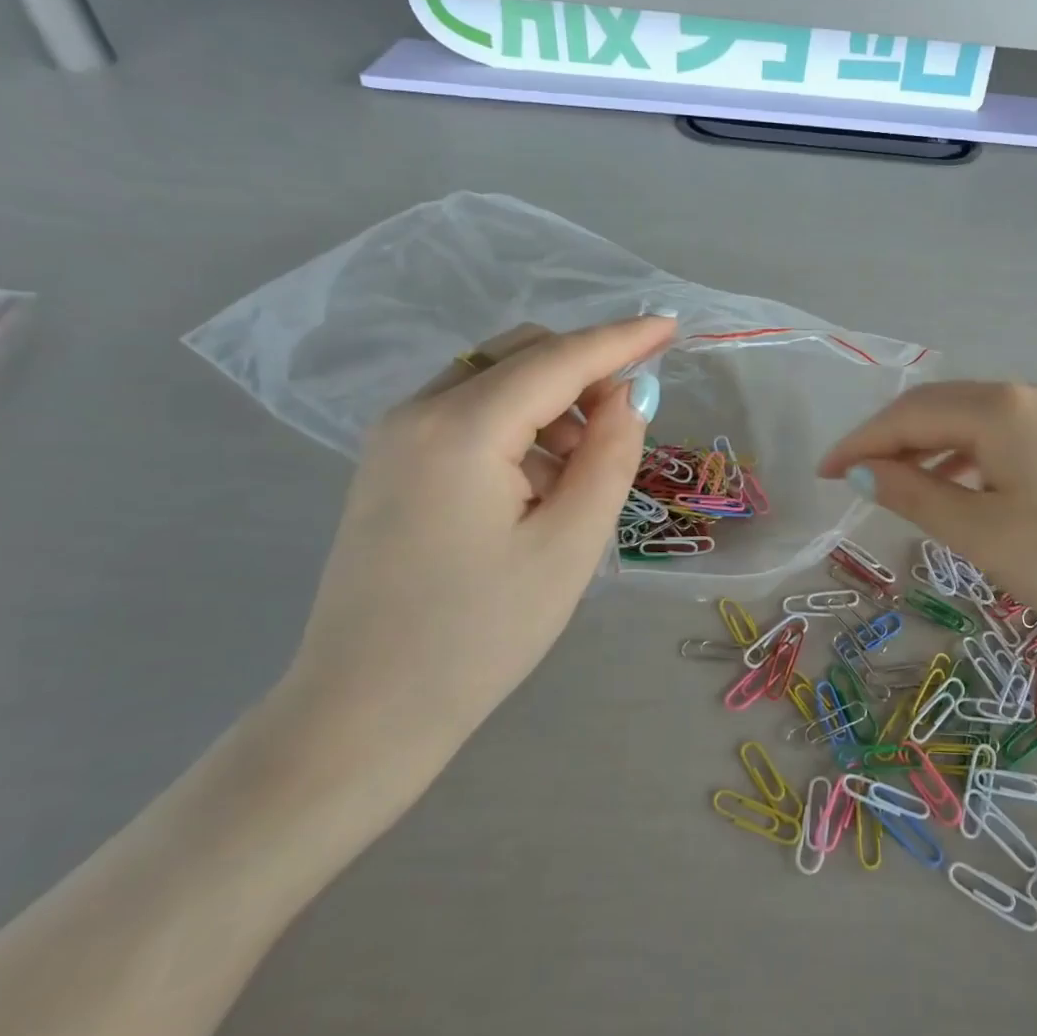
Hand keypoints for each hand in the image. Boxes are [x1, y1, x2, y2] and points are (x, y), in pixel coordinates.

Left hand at [278, 316, 671, 776]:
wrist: (366, 710)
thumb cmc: (480, 634)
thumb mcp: (569, 546)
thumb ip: (609, 457)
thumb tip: (628, 396)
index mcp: (461, 429)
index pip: (557, 359)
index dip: (620, 339)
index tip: (670, 325)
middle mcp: (416, 412)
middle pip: (519, 354)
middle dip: (583, 372)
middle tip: (625, 425)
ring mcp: (393, 437)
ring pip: (493, 380)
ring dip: (551, 403)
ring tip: (579, 474)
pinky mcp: (389, 464)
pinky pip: (467, 413)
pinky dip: (516, 426)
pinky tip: (534, 487)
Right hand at [819, 381, 1036, 656]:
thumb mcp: (983, 533)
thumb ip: (914, 496)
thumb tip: (862, 472)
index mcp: (996, 410)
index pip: (906, 415)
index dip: (858, 444)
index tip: (822, 474)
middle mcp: (1025, 398)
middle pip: (937, 409)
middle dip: (889, 441)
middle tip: (854, 478)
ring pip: (971, 424)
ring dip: (928, 450)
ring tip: (901, 490)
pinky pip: (1003, 440)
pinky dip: (967, 461)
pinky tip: (964, 493)